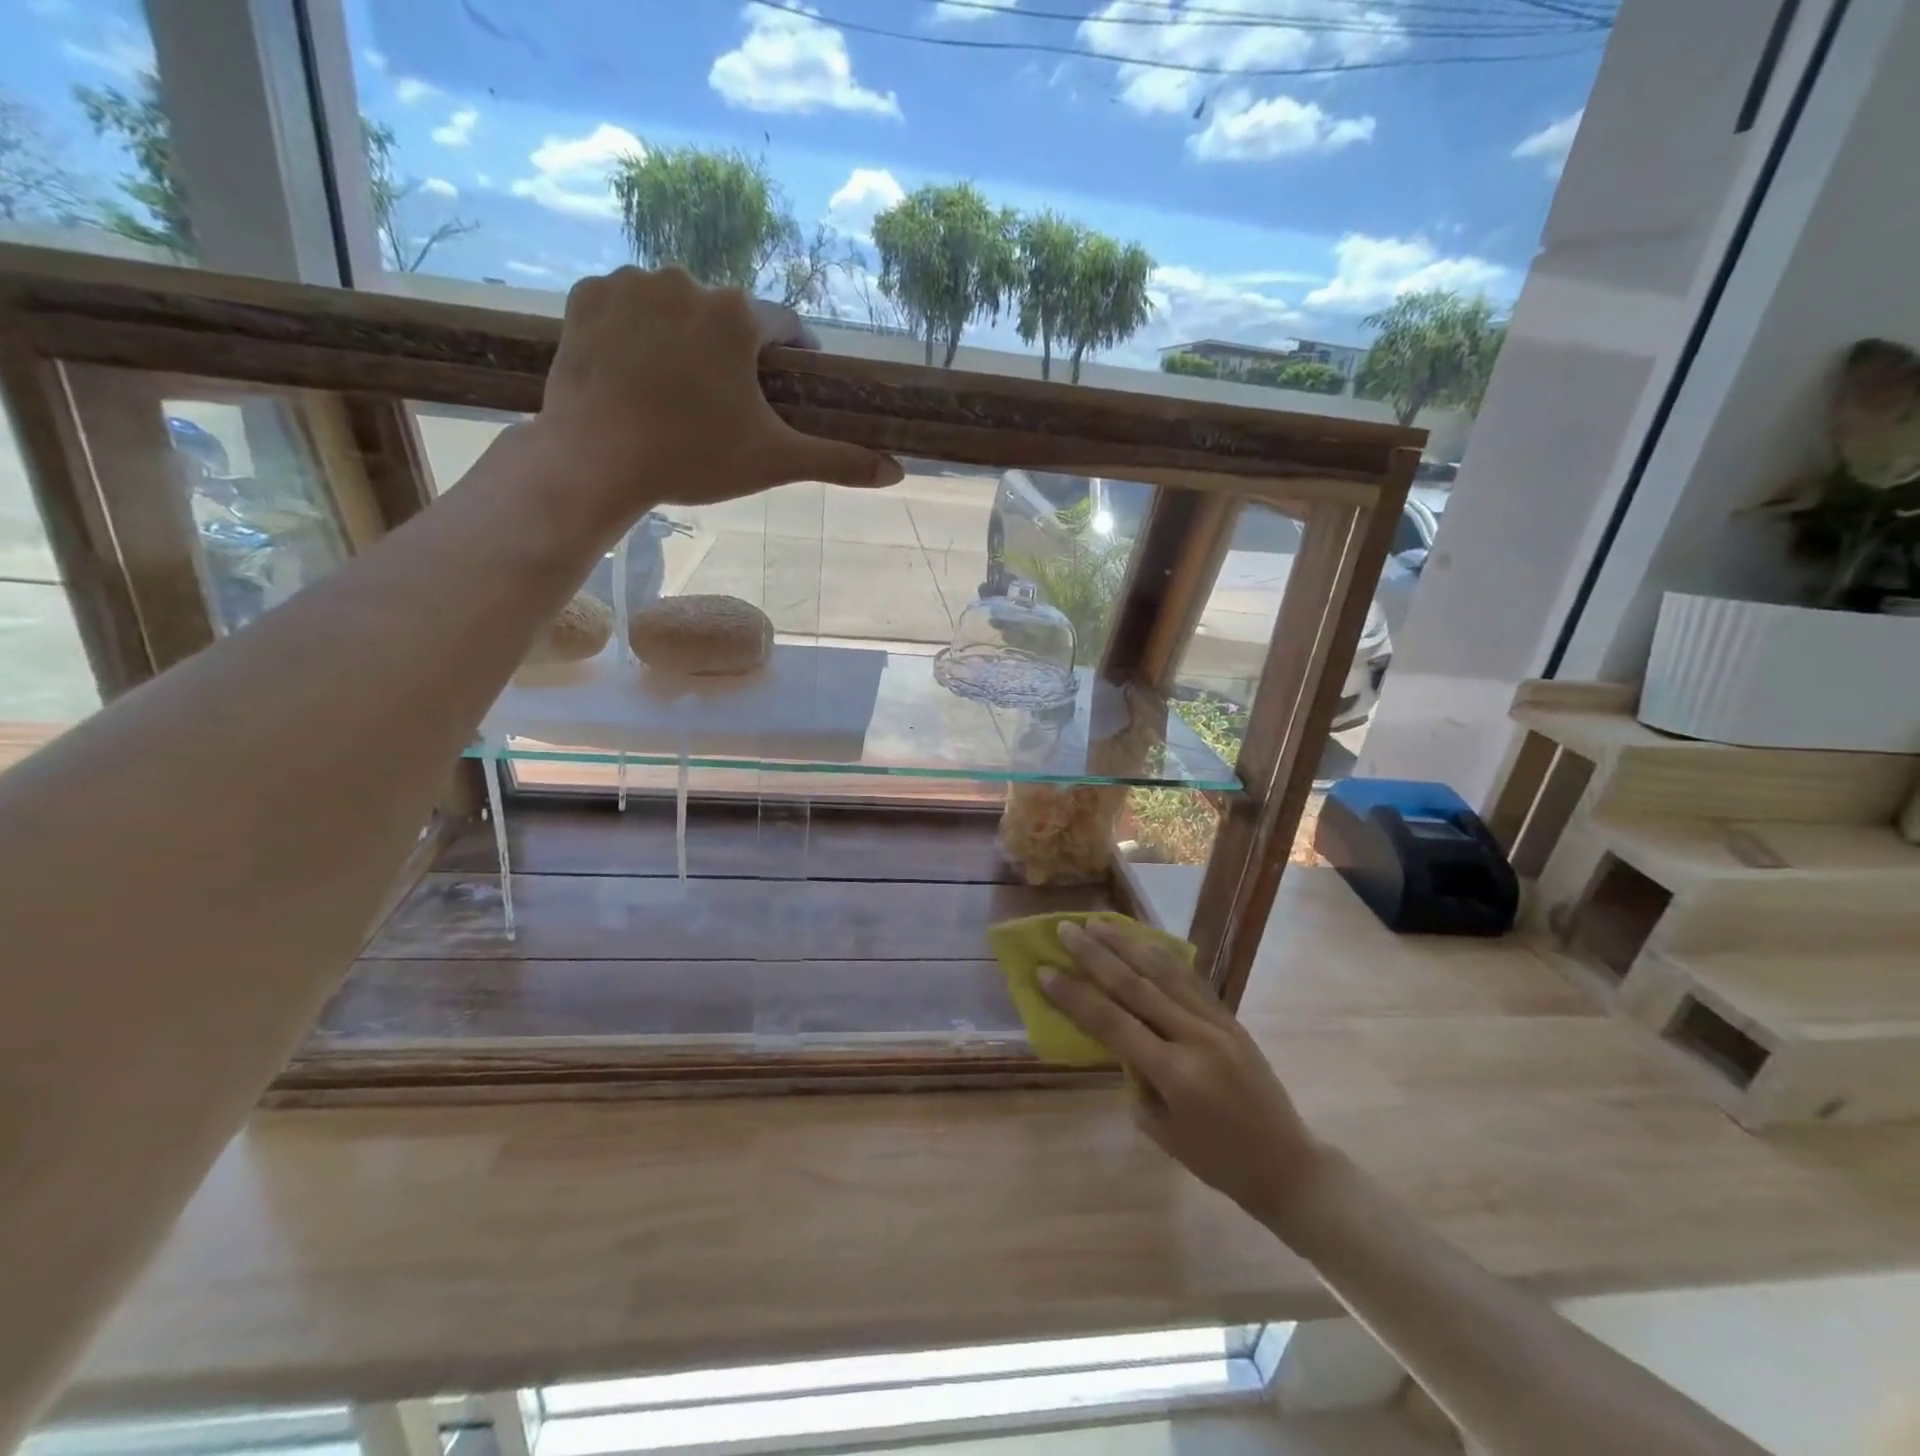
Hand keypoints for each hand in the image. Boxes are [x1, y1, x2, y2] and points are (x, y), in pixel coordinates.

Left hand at [535, 266, 902, 516]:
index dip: (794, 357)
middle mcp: (686, 281)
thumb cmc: (694, 458)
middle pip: (728, 318)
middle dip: (734, 354)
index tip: (790, 386)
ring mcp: (631, 284)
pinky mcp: (586, 298)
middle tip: (726, 404)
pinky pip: (625, 307)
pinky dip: (636, 332)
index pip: (785, 326)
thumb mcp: (775, 461)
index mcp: (737, 314)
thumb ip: (839, 461)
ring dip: (685, 339)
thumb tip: (898, 472)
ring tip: (678, 391)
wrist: (595, 461)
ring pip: (676, 308)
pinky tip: (636, 371)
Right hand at [1043, 919, 1322, 1225]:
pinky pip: (1190, 979)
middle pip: (1136, 985)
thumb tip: (1119, 1039)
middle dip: (1095, 955)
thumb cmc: (1217, 1161)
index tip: (1045, 970)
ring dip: (1127, 944)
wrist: (1288, 1165)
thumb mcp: (1161, 1131)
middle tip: (1065, 930)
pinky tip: (1142, 941)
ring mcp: (1217, 1023)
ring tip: (1098, 923)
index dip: (1076, 995)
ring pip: (1164, 972)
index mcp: (1175, 1074)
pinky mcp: (1230, 1018)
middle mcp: (1195, 1038)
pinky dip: (1161, 956)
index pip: (1113, 1023)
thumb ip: (1135, 1078)